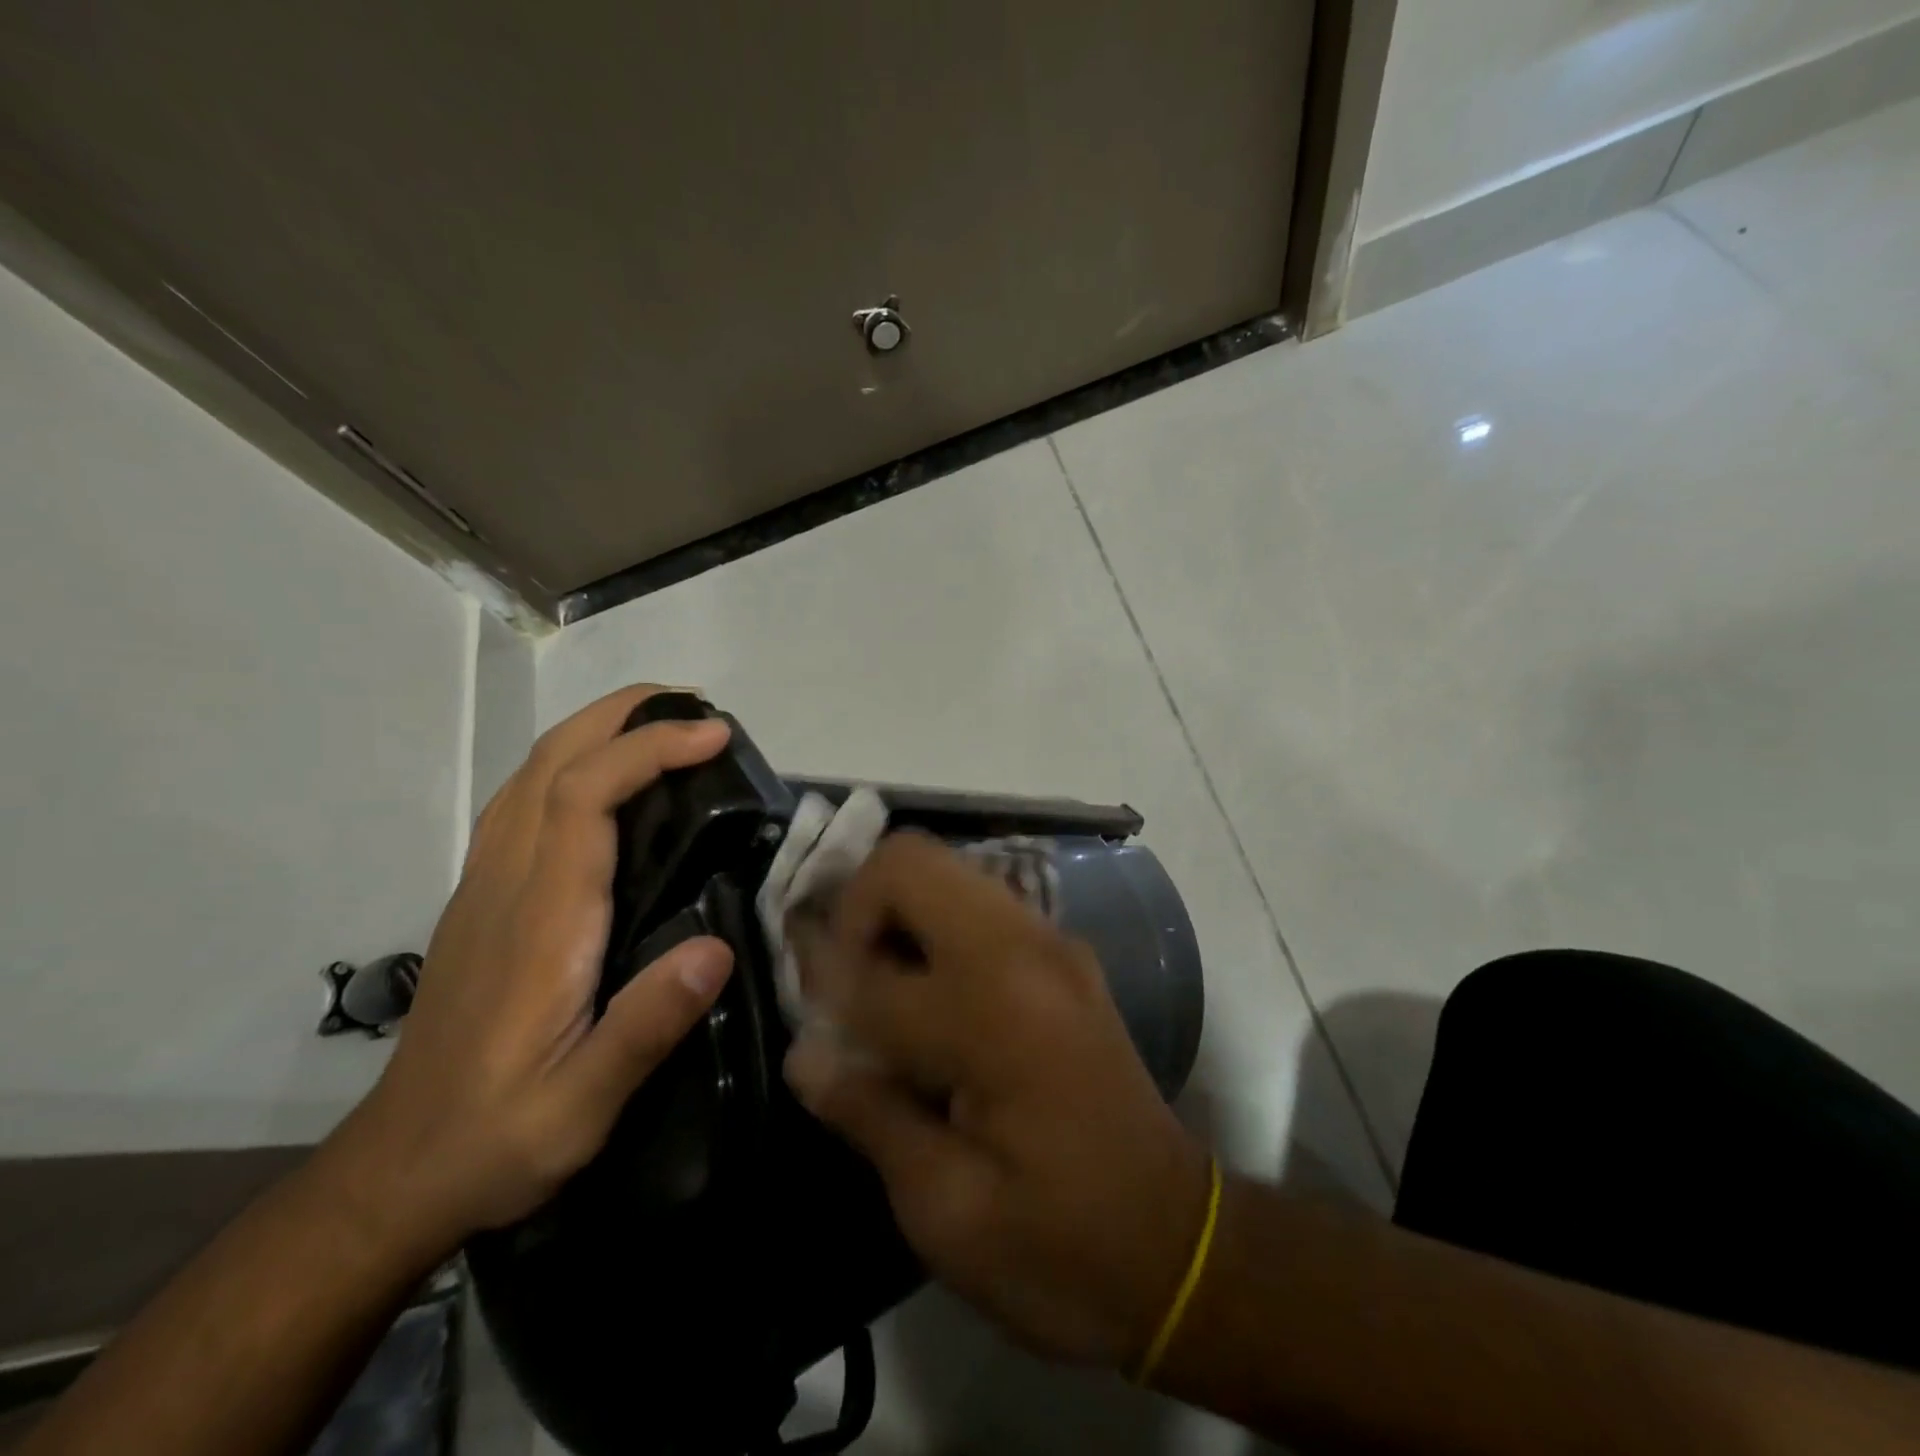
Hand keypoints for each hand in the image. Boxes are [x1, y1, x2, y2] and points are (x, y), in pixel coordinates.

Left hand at [337, 684, 735, 1253]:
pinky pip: (523, 803)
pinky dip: (570, 764)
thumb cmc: (497, 1137)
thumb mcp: (580, 1107)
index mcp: (542, 920)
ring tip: (661, 727)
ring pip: (531, 775)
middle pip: (551, 762)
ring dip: (595, 730)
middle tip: (694, 704)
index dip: (649, 749)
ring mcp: (487, 887)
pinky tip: (605, 783)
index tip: (713, 734)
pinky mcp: (484, 901)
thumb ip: (646, 1027)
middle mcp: (508, 883)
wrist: (397, 1174)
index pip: (584, 796)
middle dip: (621, 714)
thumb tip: (717, 946)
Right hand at [783, 832, 1210, 1367]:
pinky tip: (928, 995)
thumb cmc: (1059, 1246)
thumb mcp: (947, 1209)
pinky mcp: (1065, 953)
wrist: (1180, 1246)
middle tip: (842, 983)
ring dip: (896, 913)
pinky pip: (979, 902)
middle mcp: (1026, 950)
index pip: (870, 966)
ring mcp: (1053, 941)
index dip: (818, 983)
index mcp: (993, 1013)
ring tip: (878, 988)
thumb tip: (804, 1050)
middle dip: (857, 907)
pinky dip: (935, 926)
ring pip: (946, 870)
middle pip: (912, 860)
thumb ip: (869, 1112)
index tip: (803, 1011)